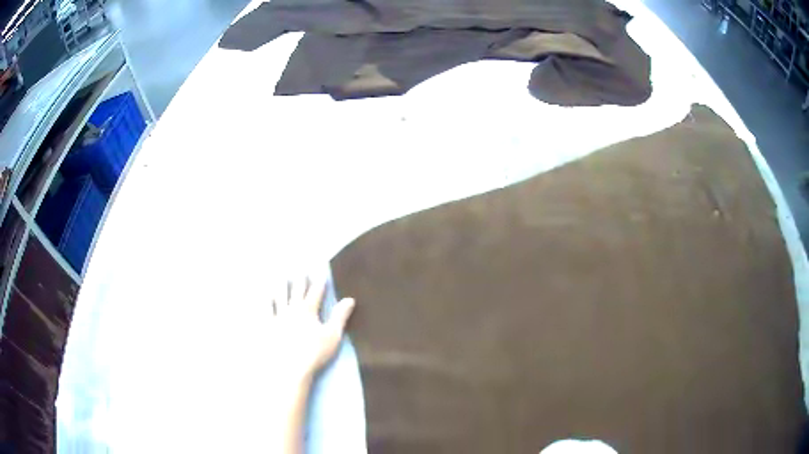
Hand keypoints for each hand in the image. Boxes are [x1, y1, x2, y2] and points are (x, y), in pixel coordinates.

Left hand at [269, 277, 355, 382]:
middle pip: (296, 291)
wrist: (290, 367)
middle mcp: (292, 309)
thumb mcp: (333, 335)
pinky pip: (265, 310)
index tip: (320, 273)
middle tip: (300, 269)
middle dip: (299, 280)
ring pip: (279, 296)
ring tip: (281, 276)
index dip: (319, 283)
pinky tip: (263, 296)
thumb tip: (350, 299)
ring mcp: (278, 316)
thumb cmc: (315, 352)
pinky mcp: (267, 326)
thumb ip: (340, 316)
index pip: (315, 292)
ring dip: (281, 285)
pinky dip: (265, 301)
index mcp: (308, 310)